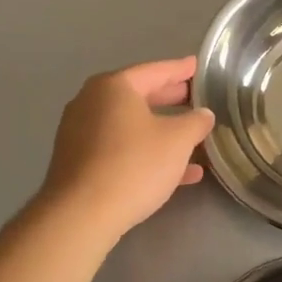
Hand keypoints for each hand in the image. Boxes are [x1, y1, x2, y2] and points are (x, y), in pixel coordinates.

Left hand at [38, 57, 214, 239]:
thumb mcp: (178, 140)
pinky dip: (145, 152)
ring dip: (161, 131)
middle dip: (169, 99)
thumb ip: (195, 122)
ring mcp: (80, 133)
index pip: (155, 70)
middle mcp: (91, 102)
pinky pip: (119, 148)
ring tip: (192, 138)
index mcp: (113, 87)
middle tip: (194, 98)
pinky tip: (176, 173)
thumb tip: (203, 114)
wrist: (81, 215)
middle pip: (139, 95)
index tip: (197, 66)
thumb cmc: (134, 165)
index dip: (180, 69)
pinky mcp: (78, 162)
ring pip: (130, 125)